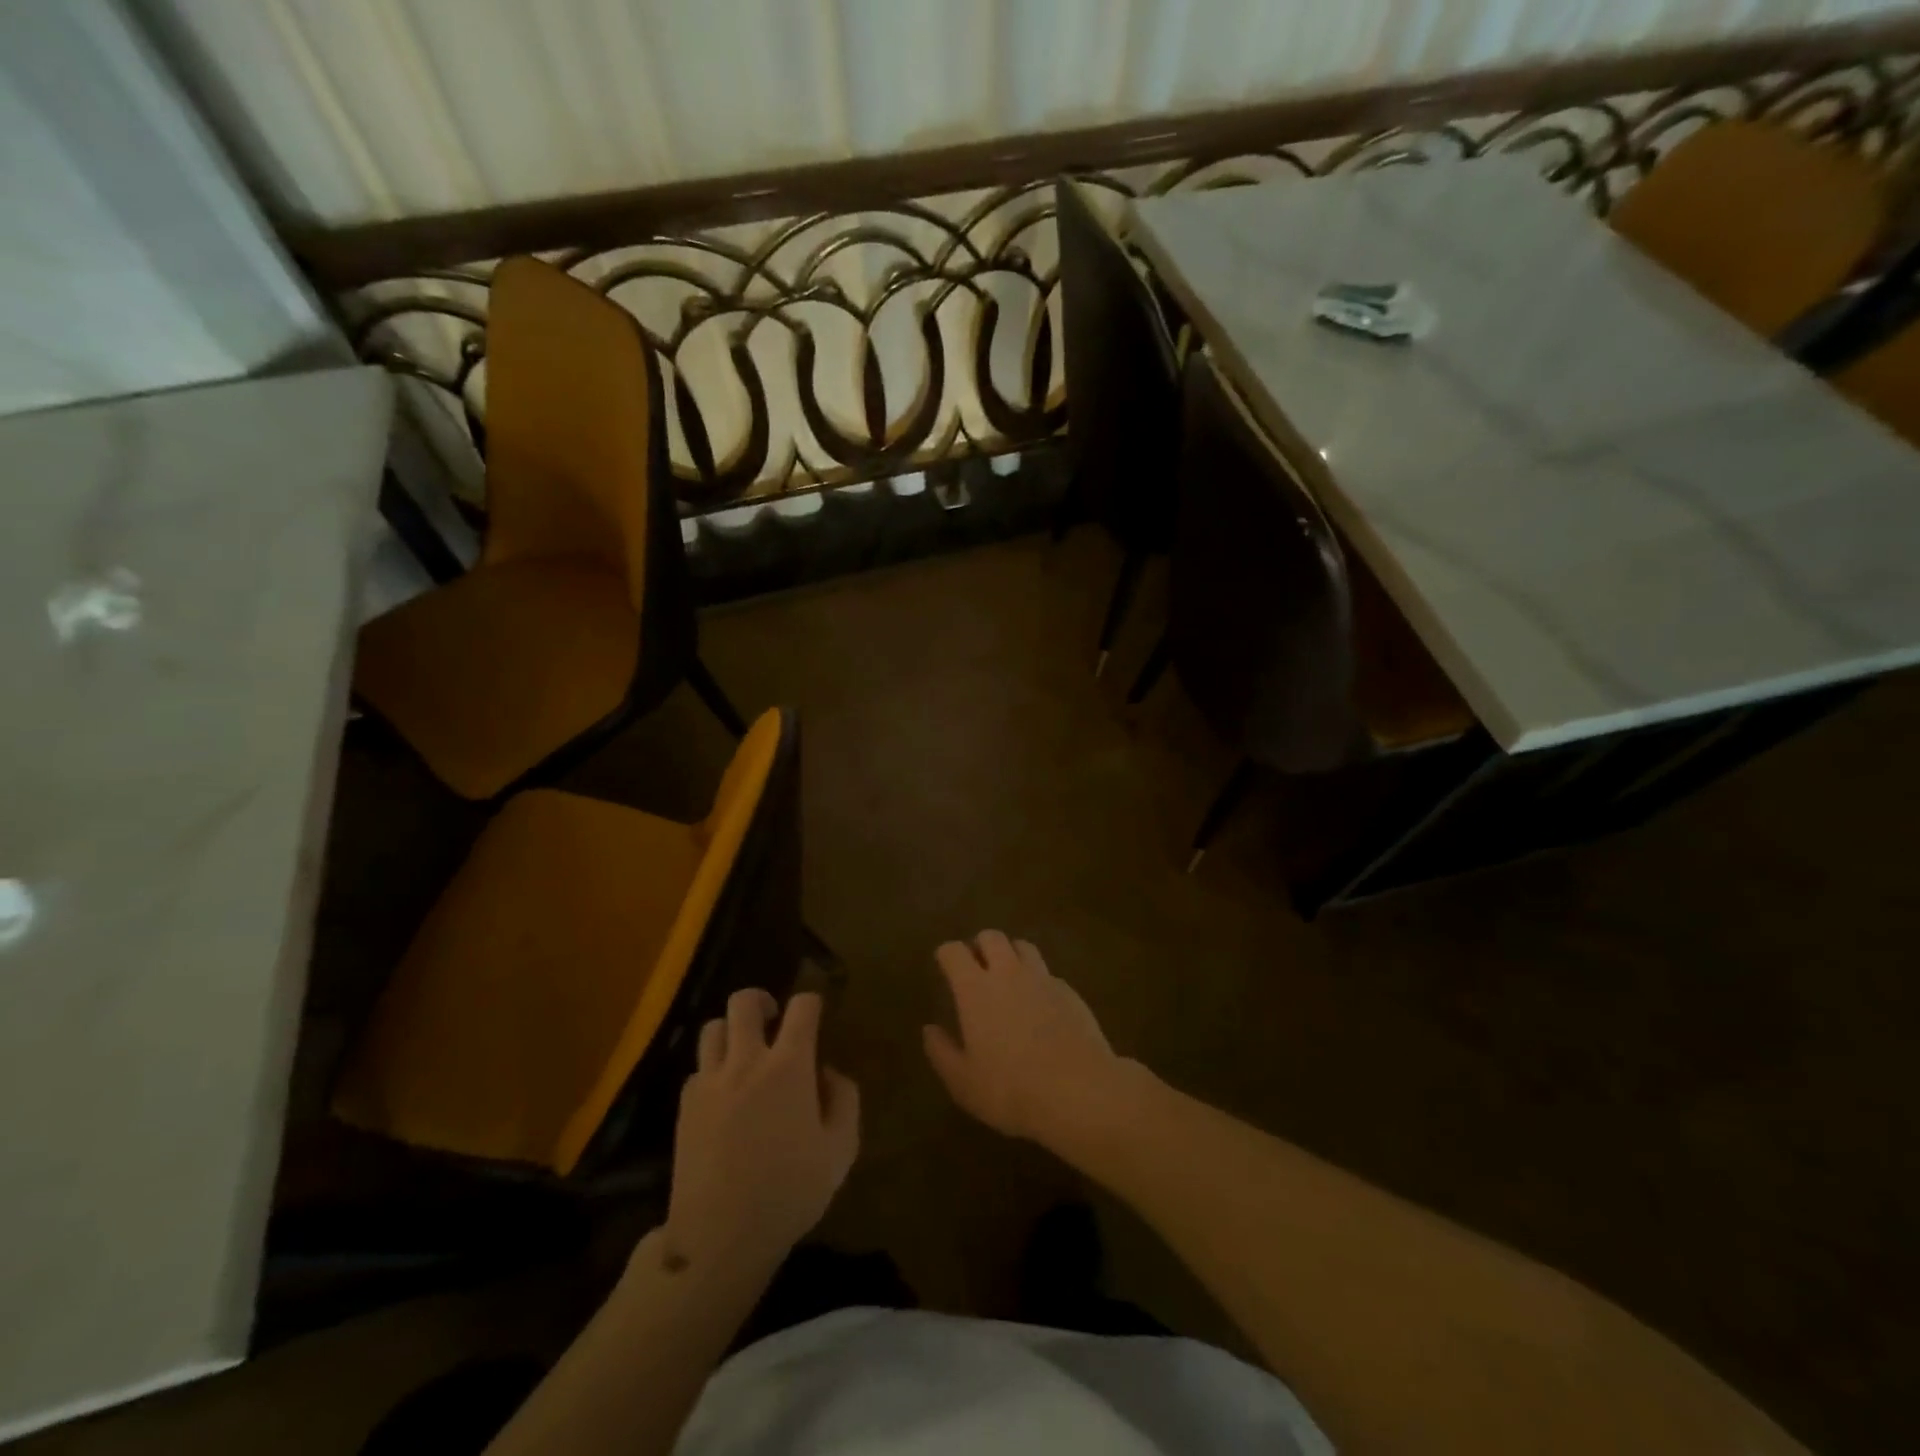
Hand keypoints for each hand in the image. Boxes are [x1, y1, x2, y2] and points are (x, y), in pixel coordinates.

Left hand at [664, 989, 859, 1271]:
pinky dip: (712, 1071)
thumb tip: (828, 1073)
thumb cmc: (790, 1192)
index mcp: (789, 1066)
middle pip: (744, 1002)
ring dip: (732, 1032)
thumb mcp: (841, 1150)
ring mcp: (710, 1082)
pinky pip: (697, 1069)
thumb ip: (844, 1100)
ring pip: (713, 1028)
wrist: (720, 1237)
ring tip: (744, 1054)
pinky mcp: (684, 1106)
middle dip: (762, 1001)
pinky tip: (723, 1096)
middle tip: (773, 1020)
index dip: (812, 1002)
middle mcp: (746, 1061)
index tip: (816, 1014)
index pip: (802, 1007)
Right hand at [923, 931, 1130, 1144]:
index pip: (954, 952)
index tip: (944, 964)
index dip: (946, 954)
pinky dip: (1038, 979)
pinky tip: (1040, 1002)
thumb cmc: (1010, 1088)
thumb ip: (942, 1052)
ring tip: (1009, 975)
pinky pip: (1048, 973)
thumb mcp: (963, 1082)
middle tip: (976, 966)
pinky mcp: (1070, 991)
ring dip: (1011, 953)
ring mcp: (1042, 978)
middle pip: (991, 937)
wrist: (1078, 1090)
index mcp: (975, 989)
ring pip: (1023, 946)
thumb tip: (929, 1029)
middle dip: (980, 945)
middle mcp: (1008, 973)